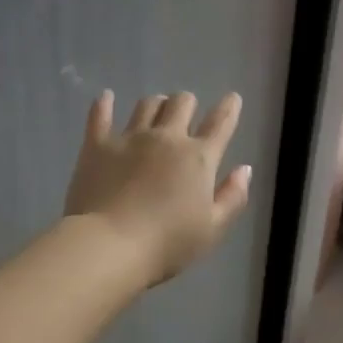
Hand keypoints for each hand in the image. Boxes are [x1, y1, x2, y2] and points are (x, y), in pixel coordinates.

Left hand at [63, 90, 253, 287]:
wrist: (110, 245)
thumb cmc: (168, 244)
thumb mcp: (213, 229)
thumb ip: (233, 197)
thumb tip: (244, 169)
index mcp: (198, 158)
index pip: (220, 123)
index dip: (229, 108)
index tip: (232, 98)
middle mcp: (166, 138)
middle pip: (181, 103)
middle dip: (188, 103)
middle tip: (186, 112)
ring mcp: (130, 138)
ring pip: (146, 105)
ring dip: (156, 104)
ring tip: (156, 109)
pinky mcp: (97, 146)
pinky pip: (100, 116)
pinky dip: (104, 104)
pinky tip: (106, 97)